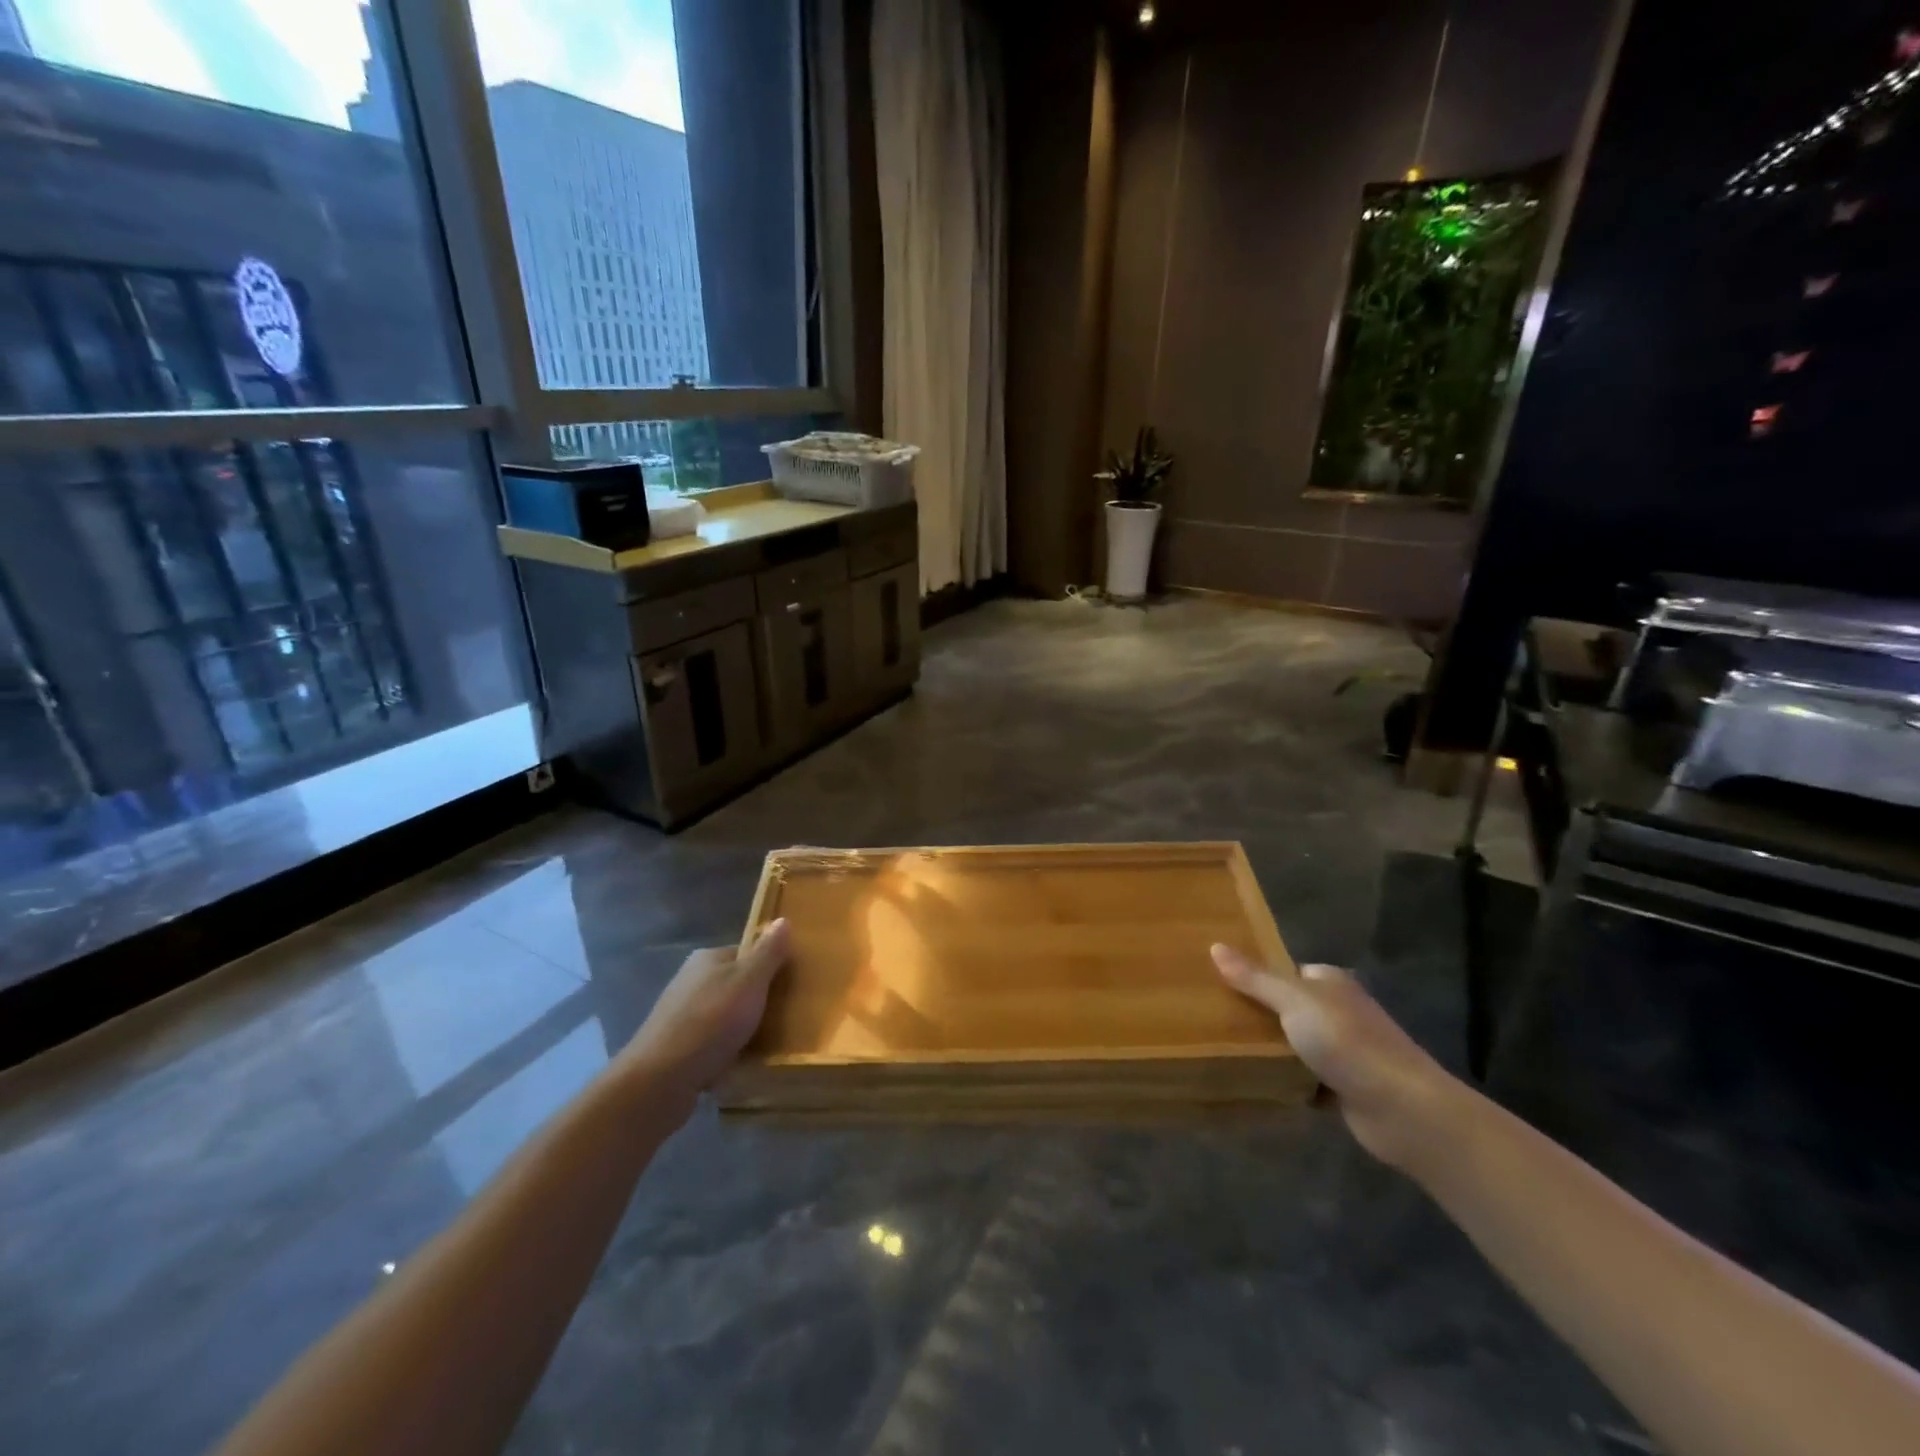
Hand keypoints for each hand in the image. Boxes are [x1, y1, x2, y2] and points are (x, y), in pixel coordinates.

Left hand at [625, 920, 789, 1098]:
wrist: (661, 1079)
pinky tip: (740, 1063)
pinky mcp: (676, 1047)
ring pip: (723, 1014)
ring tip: (767, 1043)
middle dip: (757, 999)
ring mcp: (680, 1014)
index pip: (746, 954)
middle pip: (735, 984)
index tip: (791, 986)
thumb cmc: (711, 1021)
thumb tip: (783, 920)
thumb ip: (768, 952)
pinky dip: (726, 1049)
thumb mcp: (750, 981)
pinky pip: (711, 1041)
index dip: (770, 967)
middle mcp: (690, 980)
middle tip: (785, 1016)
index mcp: (707, 959)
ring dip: (741, 1027)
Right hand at [1212, 946, 1463, 1169]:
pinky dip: (1284, 1081)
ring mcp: (1344, 1052)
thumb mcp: (1293, 1000)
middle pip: (1287, 1007)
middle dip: (1257, 1014)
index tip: (1217, 981)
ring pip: (1293, 1044)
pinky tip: (1254, 1081)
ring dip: (1269, 1050)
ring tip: (1222, 1047)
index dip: (1255, 974)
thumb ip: (1255, 978)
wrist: (1402, 1109)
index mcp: (1331, 983)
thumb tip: (1214, 946)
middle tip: (1213, 1016)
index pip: (1286, 971)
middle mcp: (1339, 1012)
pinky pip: (1302, 1078)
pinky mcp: (1343, 1088)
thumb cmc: (1347, 1042)